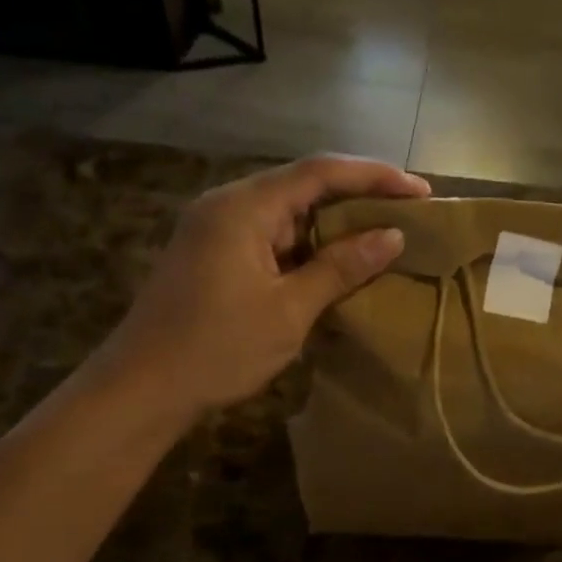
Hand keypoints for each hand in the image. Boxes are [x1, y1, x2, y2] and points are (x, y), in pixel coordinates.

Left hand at [98, 155, 429, 417]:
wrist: (141, 389)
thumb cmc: (217, 349)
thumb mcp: (289, 310)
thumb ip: (341, 267)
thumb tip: (392, 236)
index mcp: (244, 207)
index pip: (320, 172)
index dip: (375, 176)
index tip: (420, 192)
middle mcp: (227, 204)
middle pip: (302, 185)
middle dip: (357, 197)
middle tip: (406, 214)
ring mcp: (215, 229)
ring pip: (286, 213)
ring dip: (331, 225)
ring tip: (380, 238)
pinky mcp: (211, 254)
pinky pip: (269, 237)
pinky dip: (305, 247)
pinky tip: (333, 264)